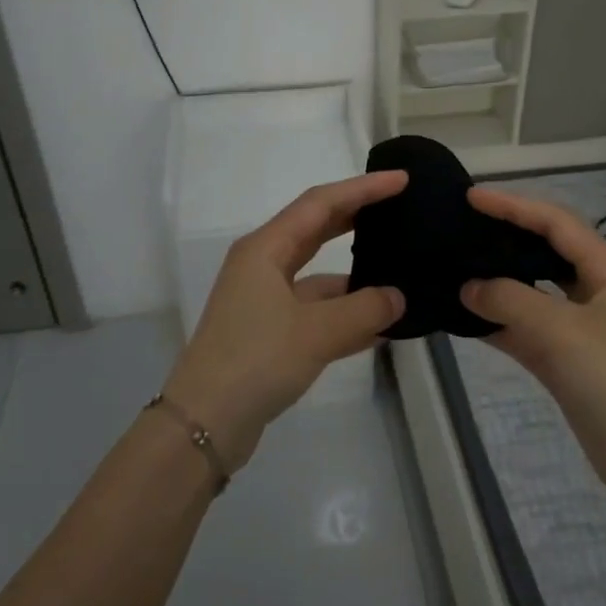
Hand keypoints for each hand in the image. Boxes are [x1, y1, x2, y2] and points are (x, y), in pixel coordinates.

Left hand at [162, 171, 407, 470]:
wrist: (204, 424)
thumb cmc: (255, 361)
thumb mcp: (317, 332)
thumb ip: (365, 309)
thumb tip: (398, 297)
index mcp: (265, 249)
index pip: (321, 203)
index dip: (363, 189)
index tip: (401, 181)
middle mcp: (263, 266)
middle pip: (317, 230)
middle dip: (358, 219)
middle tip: (400, 211)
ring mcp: (265, 301)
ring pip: (319, 276)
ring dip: (356, 277)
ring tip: (400, 274)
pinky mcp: (271, 333)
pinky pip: (317, 312)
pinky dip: (346, 315)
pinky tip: (382, 326)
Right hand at [460, 186, 605, 500]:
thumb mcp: (562, 332)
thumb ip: (511, 301)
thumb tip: (467, 286)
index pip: (556, 223)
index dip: (514, 206)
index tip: (471, 197)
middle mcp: (594, 292)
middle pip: (544, 251)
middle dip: (505, 237)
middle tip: (461, 227)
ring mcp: (578, 328)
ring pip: (531, 291)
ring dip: (497, 281)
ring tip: (454, 265)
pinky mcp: (564, 360)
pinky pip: (524, 329)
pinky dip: (496, 322)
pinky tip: (463, 315)